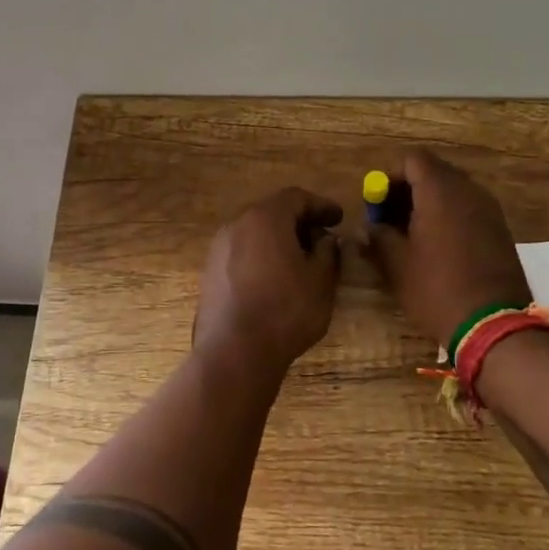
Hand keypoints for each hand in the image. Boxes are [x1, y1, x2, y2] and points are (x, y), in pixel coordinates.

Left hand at [193, 188, 344, 370]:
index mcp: (265, 218)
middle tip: (322, 239)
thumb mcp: (321, 280)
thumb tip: (325, 240)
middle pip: (272, 213)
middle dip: (299, 222)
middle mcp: (236, 225)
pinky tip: (275, 280)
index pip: (296, 198)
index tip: (339, 217)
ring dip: (279, 241)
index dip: (321, 205)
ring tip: (300, 262)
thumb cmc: (285, 310)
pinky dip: (261, 257)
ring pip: (254, 234)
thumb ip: (328, 252)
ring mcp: (218, 249)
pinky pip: (241, 254)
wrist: (234, 352)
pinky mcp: (209, 273)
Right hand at [363, 149, 530, 345]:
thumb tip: (369, 228)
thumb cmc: (437, 289)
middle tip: (389, 219)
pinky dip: (448, 216)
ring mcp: (488, 209)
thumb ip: (378, 237)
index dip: (390, 176)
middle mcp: (468, 190)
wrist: (494, 324)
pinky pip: (468, 208)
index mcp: (440, 191)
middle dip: (407, 190)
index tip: (376, 204)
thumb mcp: (396, 265)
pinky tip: (437, 246)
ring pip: (452, 190)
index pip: (412, 159)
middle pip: (433, 172)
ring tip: (411, 235)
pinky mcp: (500, 229)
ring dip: (428, 204)